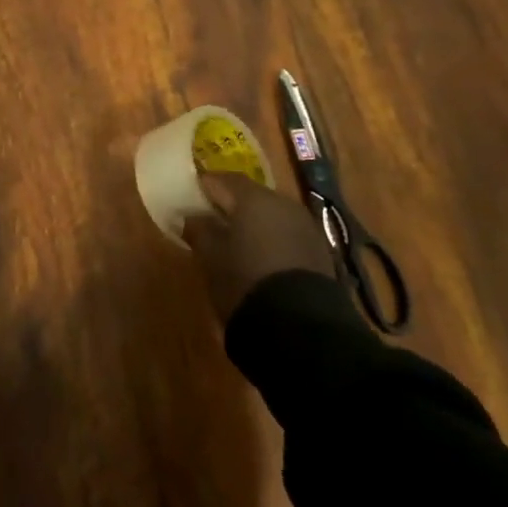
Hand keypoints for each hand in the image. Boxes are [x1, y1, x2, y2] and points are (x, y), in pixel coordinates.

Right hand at [182, 172, 335, 323]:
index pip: (223, 179)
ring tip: (234, 242)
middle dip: (230, 204)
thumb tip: (192, 217)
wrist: (300, 327)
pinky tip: (260, 258)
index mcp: (253, 198)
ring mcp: (306, 227)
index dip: (204, 185)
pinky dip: (271, 240)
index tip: (188, 196)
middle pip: (250, 195)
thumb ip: (199, 230)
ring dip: (253, 223)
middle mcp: (283, 204)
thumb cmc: (244, 281)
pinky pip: (287, 235)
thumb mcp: (210, 257)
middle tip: (209, 219)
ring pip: (271, 215)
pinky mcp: (319, 252)